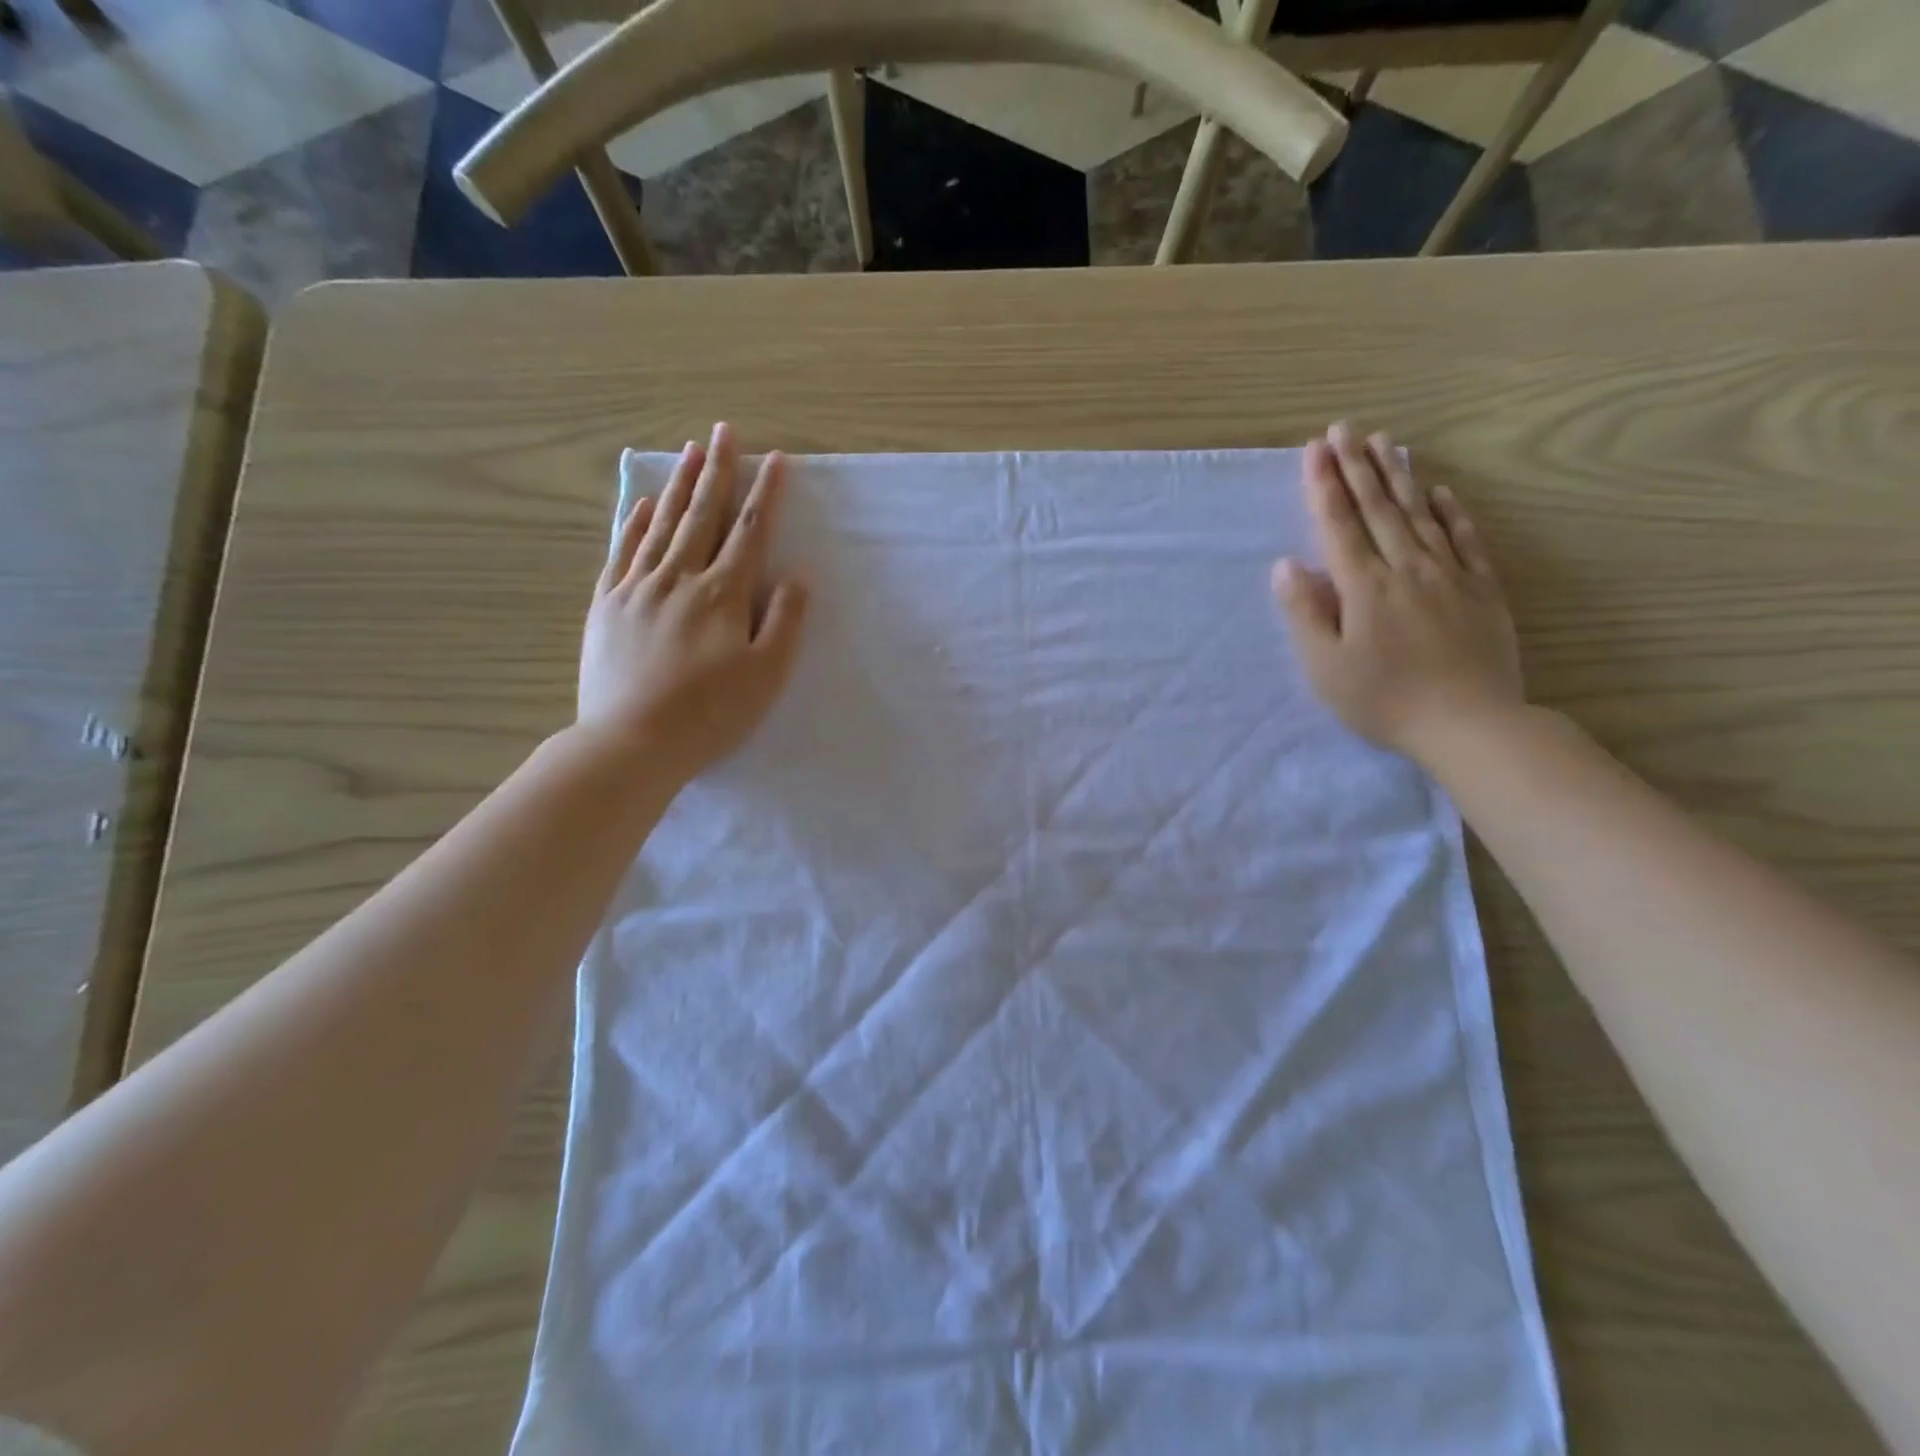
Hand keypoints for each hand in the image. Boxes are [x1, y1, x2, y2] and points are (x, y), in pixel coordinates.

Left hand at [577, 422, 808, 781]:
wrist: (631, 743)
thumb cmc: (710, 714)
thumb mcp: (766, 675)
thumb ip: (785, 622)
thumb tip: (798, 577)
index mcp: (722, 595)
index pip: (750, 532)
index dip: (765, 494)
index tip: (776, 459)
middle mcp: (679, 578)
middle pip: (702, 515)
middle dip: (718, 471)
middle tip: (724, 430)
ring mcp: (637, 588)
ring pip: (661, 525)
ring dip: (679, 485)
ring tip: (690, 450)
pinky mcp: (607, 605)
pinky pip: (622, 551)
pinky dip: (634, 522)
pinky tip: (643, 503)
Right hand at [1272, 422, 1522, 762]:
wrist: (1470, 724)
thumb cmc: (1384, 700)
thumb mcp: (1326, 667)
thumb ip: (1306, 613)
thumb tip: (1286, 565)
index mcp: (1364, 587)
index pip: (1339, 525)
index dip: (1325, 485)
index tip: (1315, 449)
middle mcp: (1406, 568)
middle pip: (1379, 508)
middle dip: (1358, 466)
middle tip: (1345, 428)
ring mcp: (1449, 575)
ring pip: (1420, 514)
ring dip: (1399, 476)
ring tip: (1385, 442)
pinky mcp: (1481, 589)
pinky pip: (1465, 538)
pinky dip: (1450, 511)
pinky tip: (1440, 491)